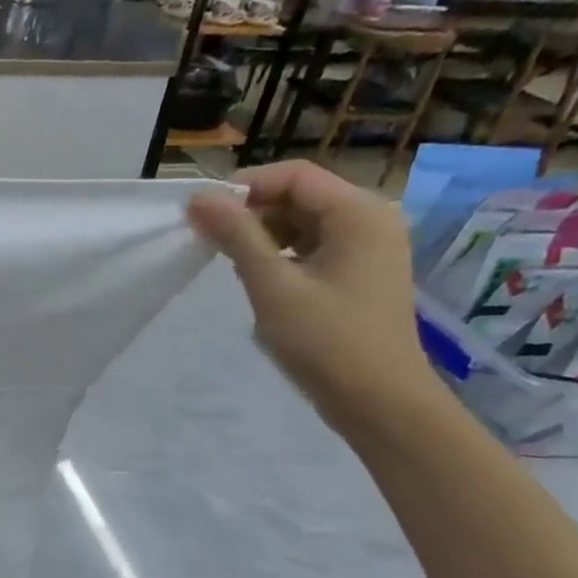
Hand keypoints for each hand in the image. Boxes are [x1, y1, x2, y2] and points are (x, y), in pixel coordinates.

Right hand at [188, 161, 438, 434]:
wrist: (379, 402)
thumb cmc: (326, 340)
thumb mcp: (272, 285)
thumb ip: (236, 236)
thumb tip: (198, 199)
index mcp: (359, 213)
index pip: (294, 175)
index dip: (244, 187)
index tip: (202, 214)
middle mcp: (370, 220)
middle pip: (300, 195)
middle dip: (251, 212)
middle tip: (209, 240)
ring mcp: (368, 249)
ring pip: (303, 222)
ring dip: (263, 234)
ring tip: (230, 262)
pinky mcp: (359, 274)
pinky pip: (312, 247)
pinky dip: (281, 254)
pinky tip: (259, 279)